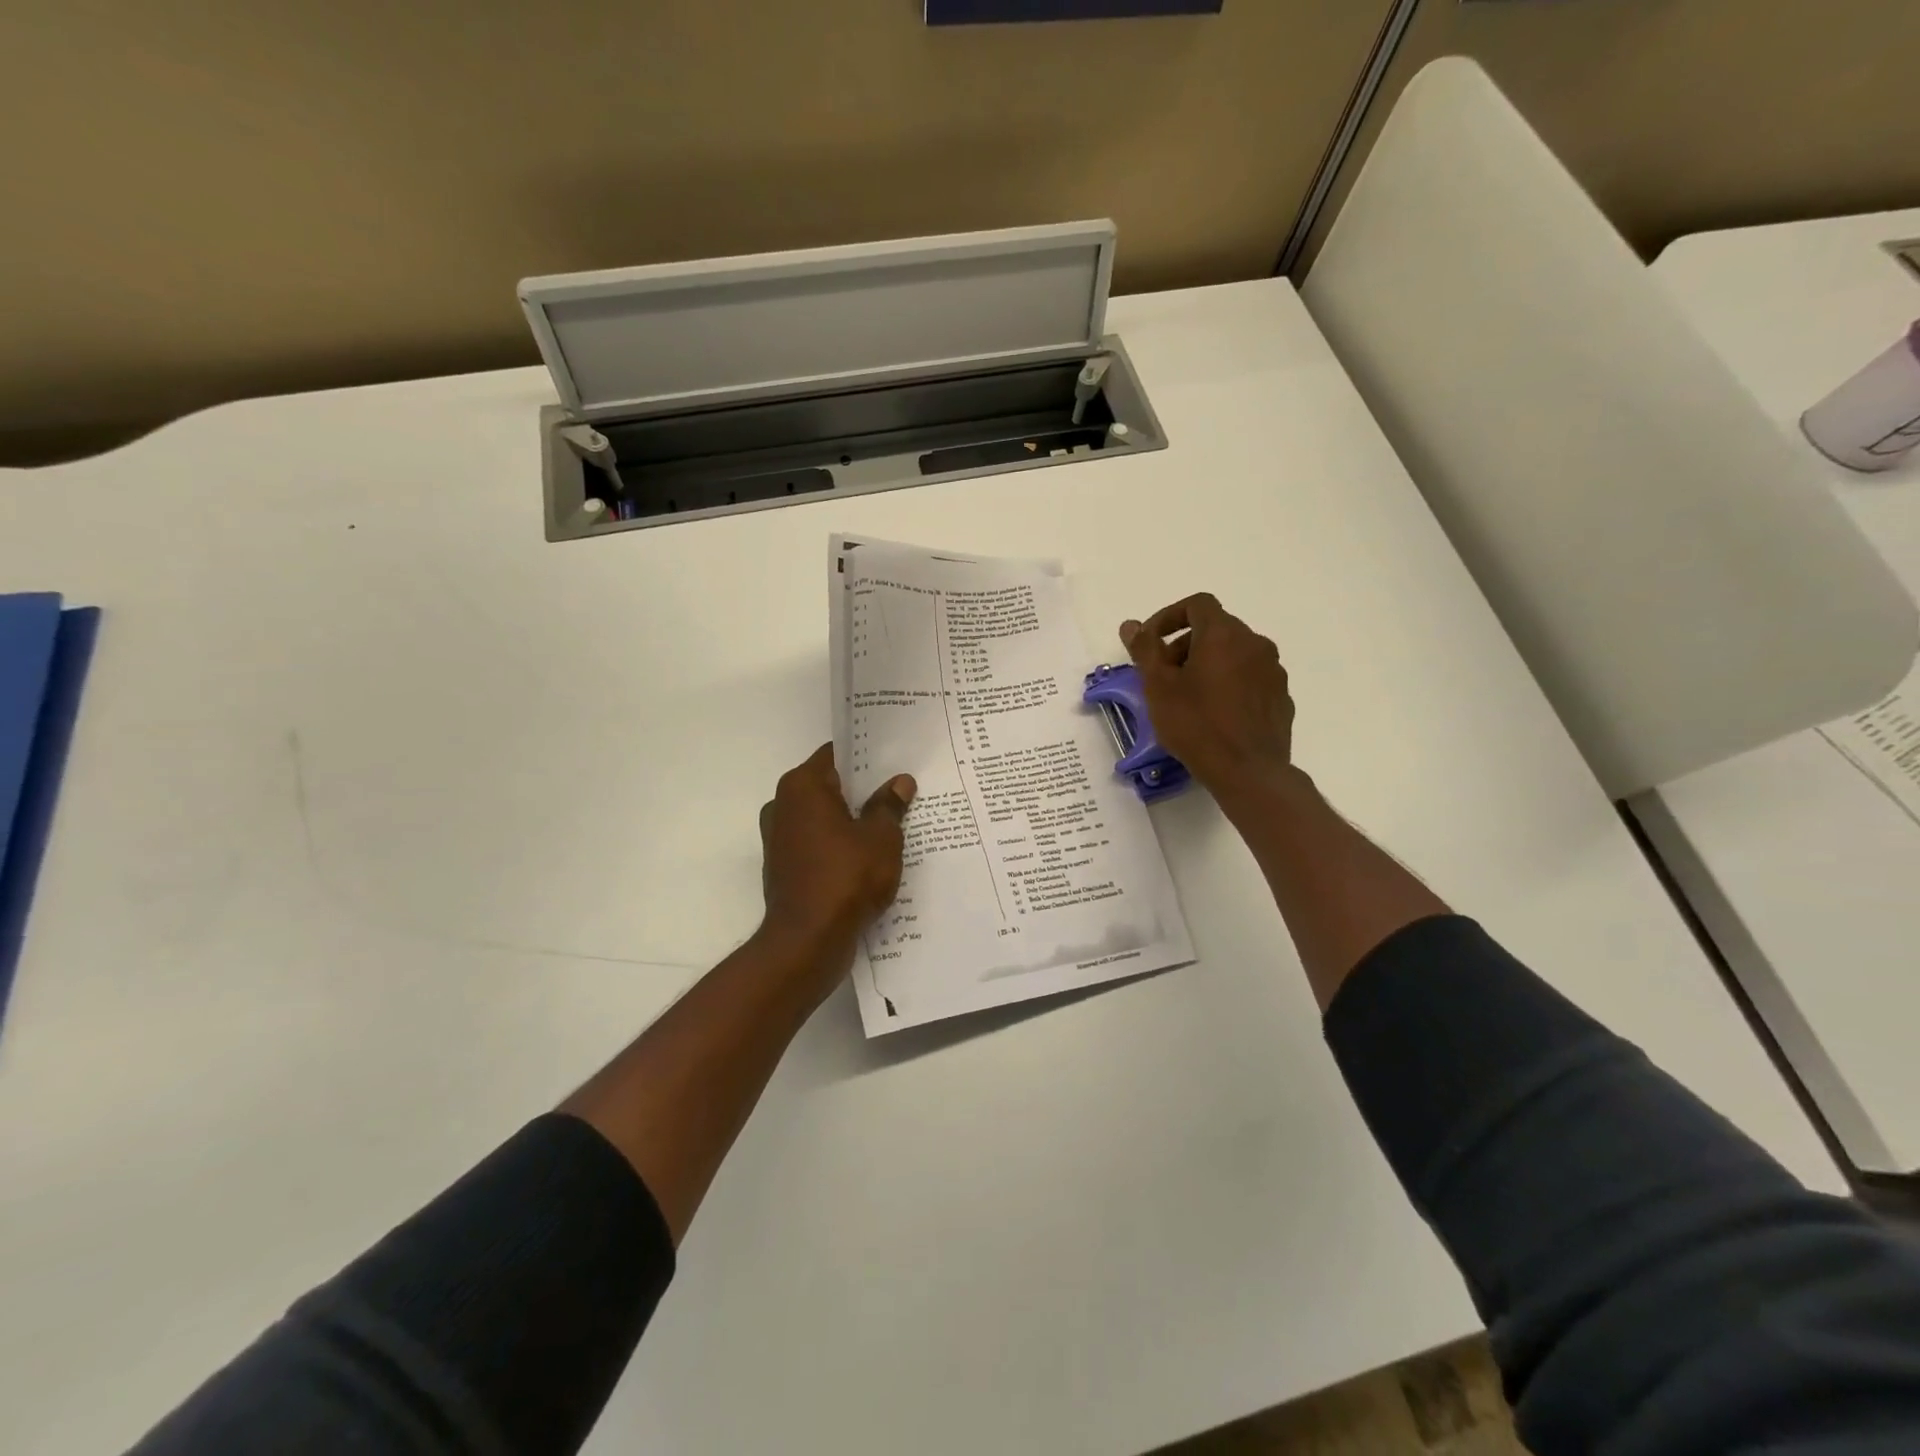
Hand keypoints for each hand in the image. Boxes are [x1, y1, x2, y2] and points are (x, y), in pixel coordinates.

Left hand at [757, 744, 916, 988]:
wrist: (807, 941)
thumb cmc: (846, 877)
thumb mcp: (880, 837)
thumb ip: (889, 806)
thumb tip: (899, 782)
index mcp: (802, 787)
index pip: (836, 754)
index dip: (866, 756)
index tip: (893, 759)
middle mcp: (783, 806)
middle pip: (830, 787)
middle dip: (862, 790)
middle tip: (901, 791)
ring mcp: (780, 839)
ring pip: (824, 818)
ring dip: (852, 821)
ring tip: (892, 825)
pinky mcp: (784, 868)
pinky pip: (818, 845)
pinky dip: (839, 847)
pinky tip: (870, 858)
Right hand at [1120, 593, 1295, 804]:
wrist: (1248, 771)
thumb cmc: (1196, 724)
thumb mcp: (1159, 687)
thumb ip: (1145, 650)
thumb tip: (1132, 625)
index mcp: (1224, 634)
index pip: (1197, 604)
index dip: (1169, 617)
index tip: (1150, 642)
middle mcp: (1255, 643)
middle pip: (1216, 629)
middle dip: (1185, 645)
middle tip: (1163, 675)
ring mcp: (1273, 671)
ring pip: (1234, 654)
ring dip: (1208, 664)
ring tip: (1188, 697)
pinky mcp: (1281, 697)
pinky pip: (1250, 678)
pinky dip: (1229, 684)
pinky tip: (1215, 714)